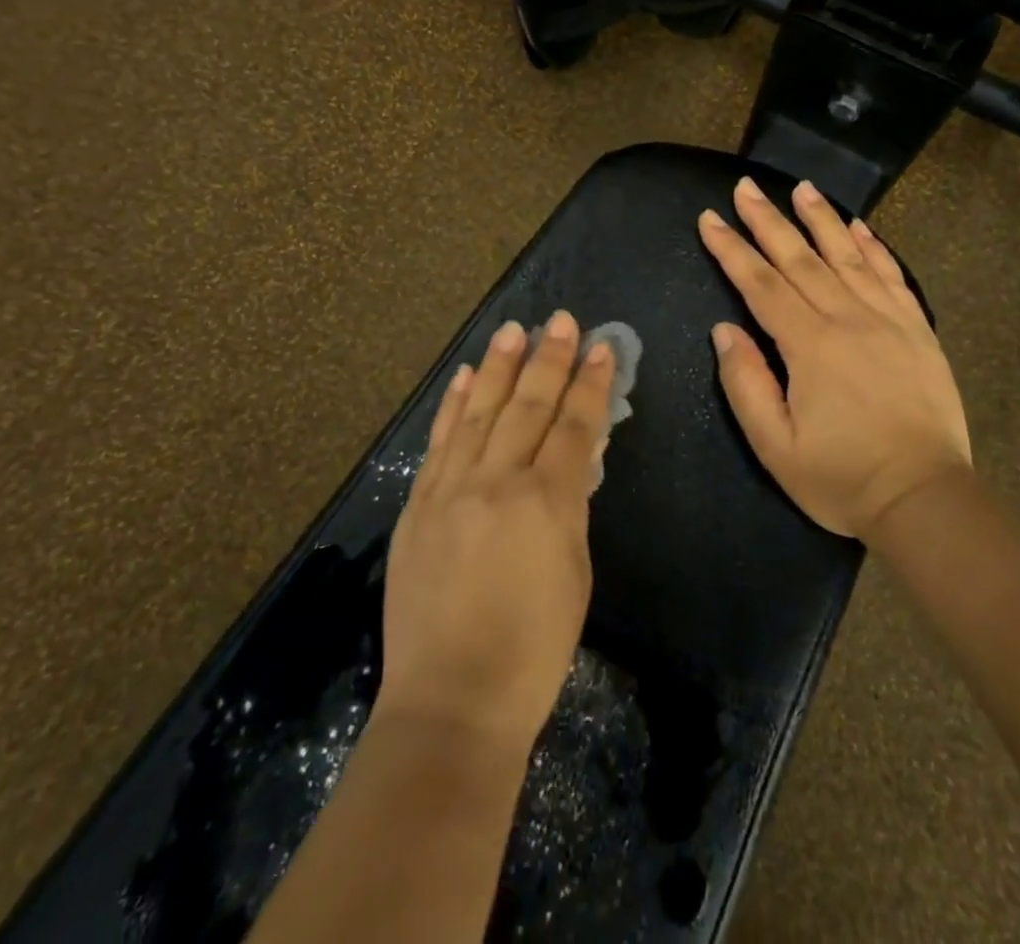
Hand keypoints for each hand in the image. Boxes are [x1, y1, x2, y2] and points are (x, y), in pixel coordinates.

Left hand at [376, 312, 616, 755]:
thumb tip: (570, 462)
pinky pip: (440, 441)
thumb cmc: (532, 650)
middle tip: (561, 320)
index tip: (601, 347)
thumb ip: (570, 508)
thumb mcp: (574, 574)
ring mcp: (450, 489)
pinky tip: (466, 376)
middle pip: (527, 406)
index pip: (574, 426)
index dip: (590, 383)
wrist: (450, 700)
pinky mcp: (418, 504)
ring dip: (500, 367)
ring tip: (514, 329)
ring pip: (480, 412)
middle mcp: (497, 482)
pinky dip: (454, 405)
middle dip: (548, 359)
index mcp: (546, 503)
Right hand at [698, 176, 971, 540]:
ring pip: (847, 256)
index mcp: (809, 345)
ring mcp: (888, 320)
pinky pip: (892, 275)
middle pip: (800, 258)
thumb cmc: (841, 477)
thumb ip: (745, 383)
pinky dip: (873, 246)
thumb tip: (725, 329)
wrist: (925, 498)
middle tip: (745, 187)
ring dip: (820, 219)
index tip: (710, 218)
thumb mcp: (775, 446)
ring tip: (801, 188)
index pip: (761, 284)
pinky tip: (858, 226)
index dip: (732, 249)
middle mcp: (848, 319)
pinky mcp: (917, 329)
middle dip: (768, 220)